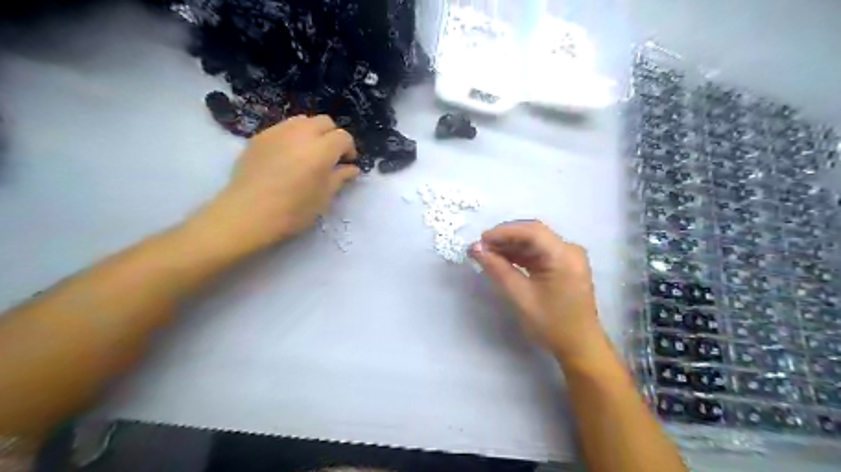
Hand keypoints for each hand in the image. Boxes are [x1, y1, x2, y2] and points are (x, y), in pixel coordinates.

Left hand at [192, 114, 359, 254]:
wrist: (248, 213)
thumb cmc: (293, 210)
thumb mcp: (324, 198)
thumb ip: (340, 178)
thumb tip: (351, 168)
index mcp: (322, 149)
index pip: (343, 137)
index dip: (349, 149)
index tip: (347, 164)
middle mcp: (301, 133)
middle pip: (325, 122)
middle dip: (332, 136)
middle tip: (330, 157)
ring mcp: (278, 132)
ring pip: (303, 120)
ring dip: (312, 133)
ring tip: (308, 154)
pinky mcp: (259, 137)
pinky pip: (283, 128)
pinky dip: (292, 137)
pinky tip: (287, 157)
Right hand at [471, 222, 608, 364]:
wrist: (579, 346)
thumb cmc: (552, 324)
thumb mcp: (520, 297)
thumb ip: (497, 269)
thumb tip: (476, 249)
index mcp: (564, 255)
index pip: (531, 231)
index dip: (503, 232)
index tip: (480, 241)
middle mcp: (569, 250)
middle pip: (533, 233)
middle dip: (505, 238)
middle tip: (480, 248)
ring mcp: (568, 257)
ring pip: (534, 242)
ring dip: (510, 246)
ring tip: (486, 254)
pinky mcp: (564, 265)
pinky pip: (539, 252)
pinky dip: (520, 255)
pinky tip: (502, 260)